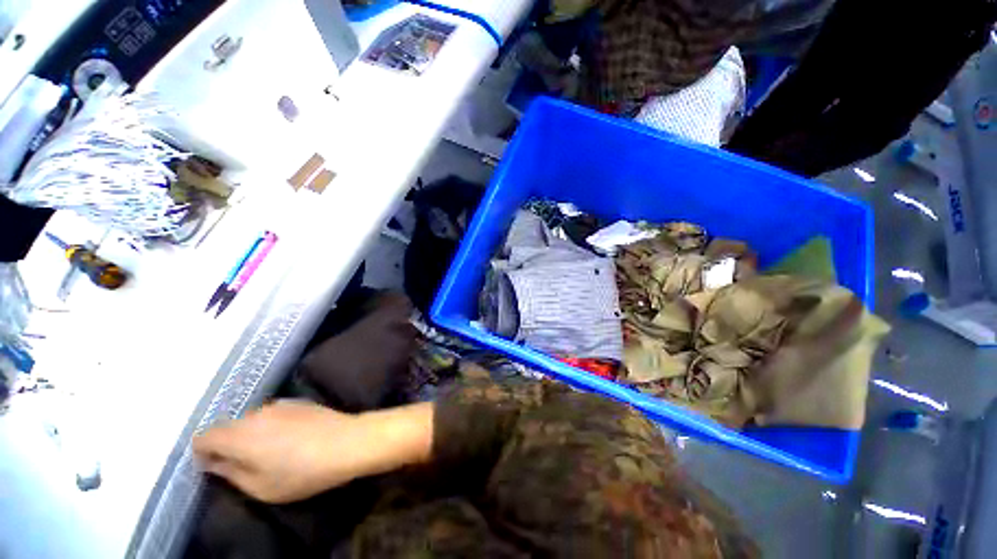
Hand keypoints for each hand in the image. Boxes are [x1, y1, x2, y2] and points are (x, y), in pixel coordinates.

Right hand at [193, 400, 433, 503]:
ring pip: (251, 419)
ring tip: (269, 452)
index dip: (203, 452)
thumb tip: (214, 463)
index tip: (214, 466)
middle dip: (227, 444)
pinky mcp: (299, 401)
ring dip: (250, 434)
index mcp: (239, 434)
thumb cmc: (302, 472)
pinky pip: (272, 413)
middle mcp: (256, 413)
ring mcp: (279, 403)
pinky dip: (270, 425)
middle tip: (243, 463)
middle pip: (228, 426)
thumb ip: (230, 473)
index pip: (204, 436)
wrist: (347, 442)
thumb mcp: (260, 487)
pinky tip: (289, 439)